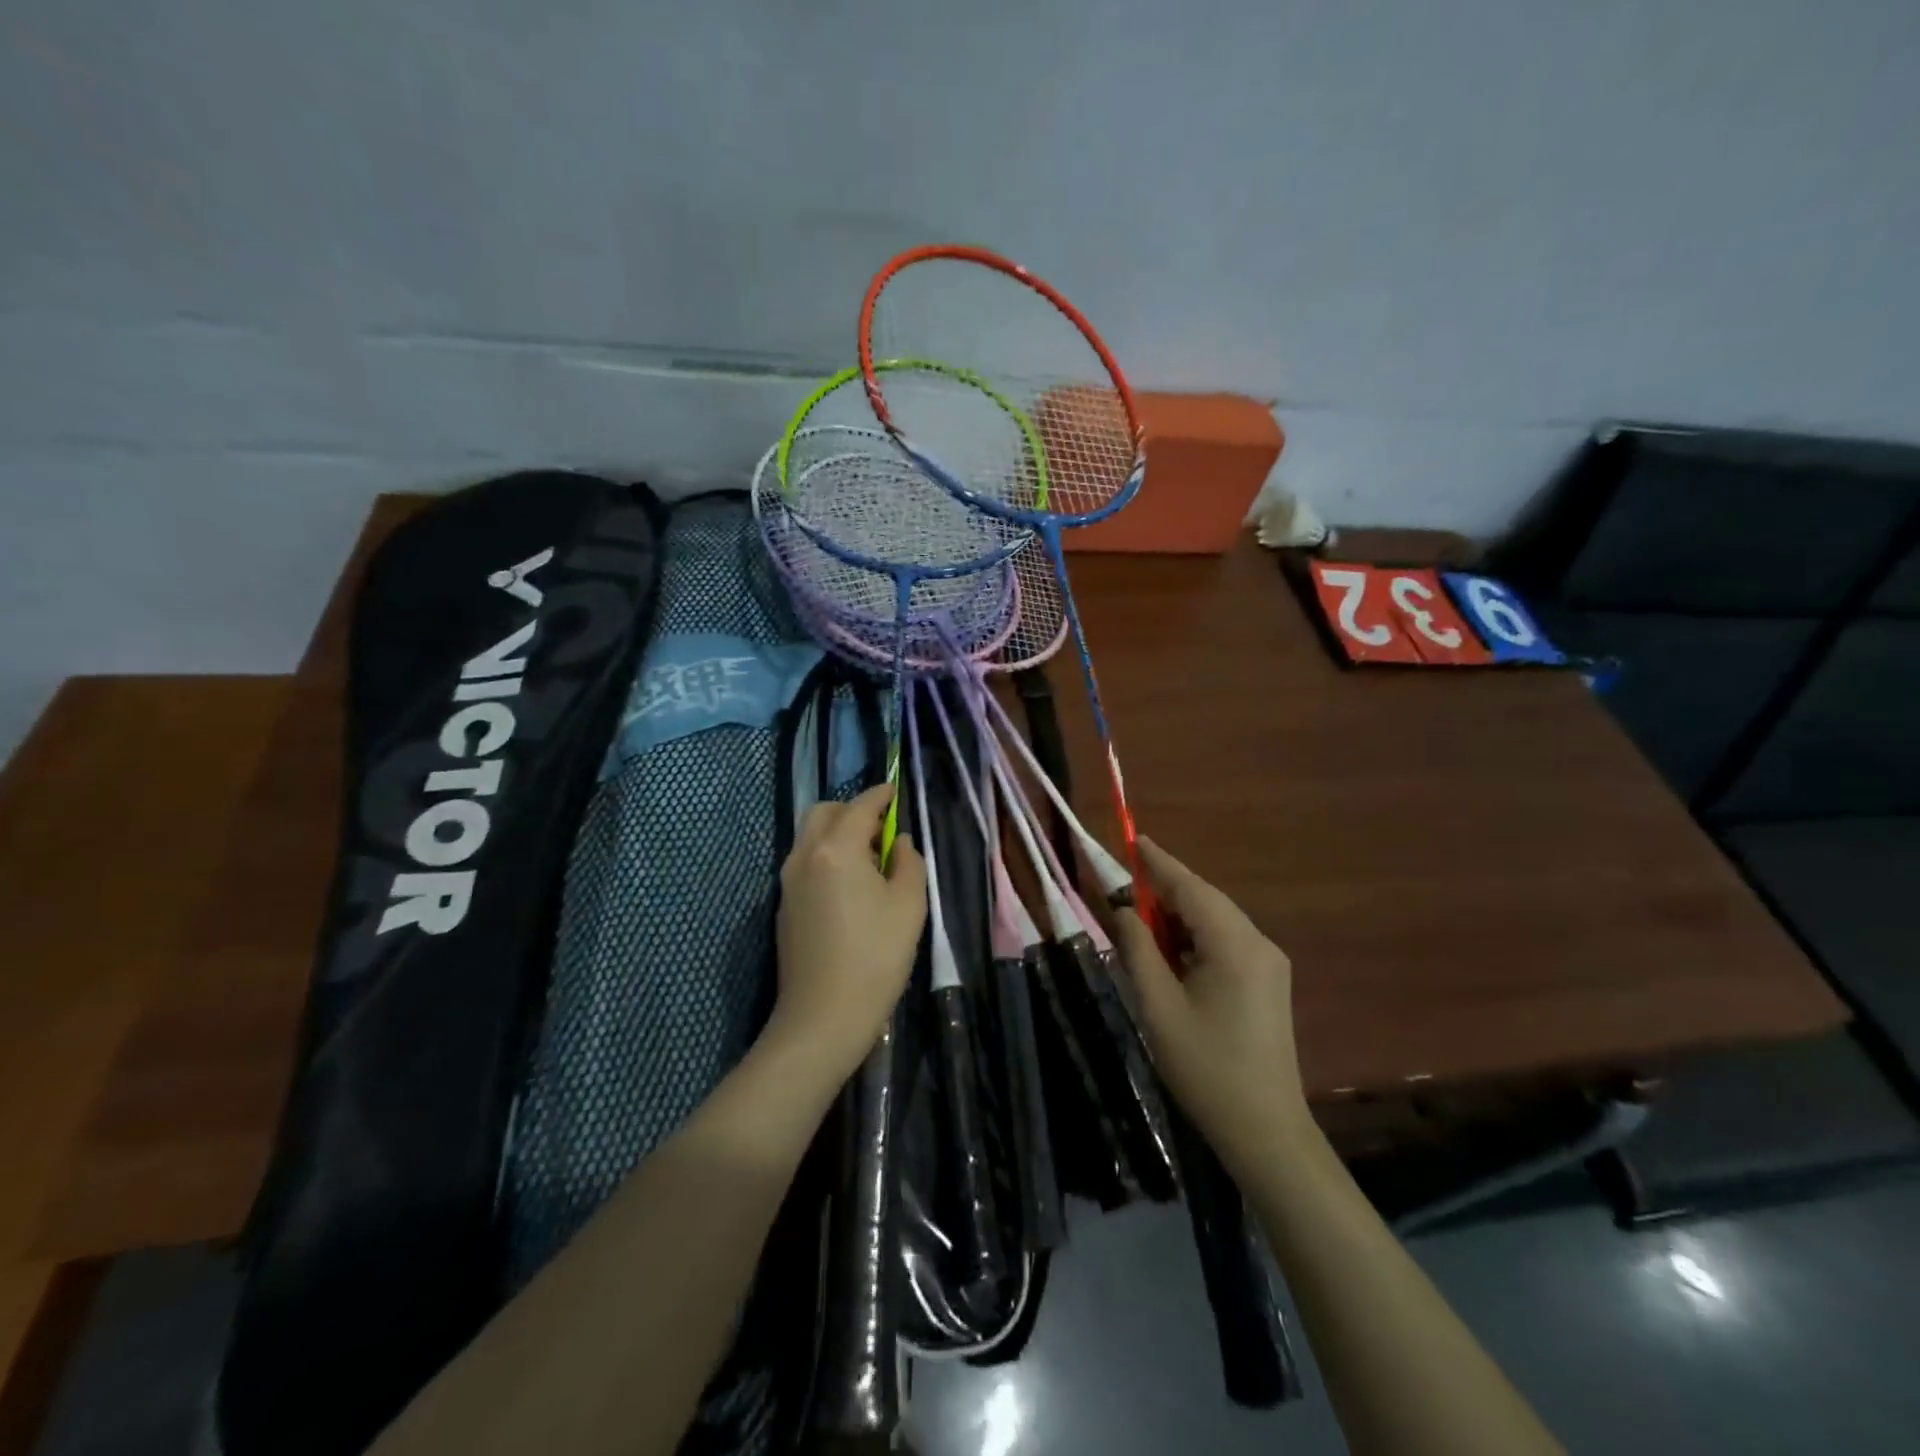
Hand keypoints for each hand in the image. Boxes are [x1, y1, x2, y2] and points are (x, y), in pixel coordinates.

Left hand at [771, 784, 927, 1077]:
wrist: (822, 1017)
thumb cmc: (875, 957)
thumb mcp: (908, 905)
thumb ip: (908, 862)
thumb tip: (898, 843)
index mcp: (835, 849)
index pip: (859, 806)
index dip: (880, 795)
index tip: (895, 790)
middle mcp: (803, 856)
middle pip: (824, 812)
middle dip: (852, 810)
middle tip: (881, 830)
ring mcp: (787, 882)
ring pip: (809, 837)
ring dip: (837, 834)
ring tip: (869, 860)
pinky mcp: (783, 906)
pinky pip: (805, 863)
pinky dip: (826, 857)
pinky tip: (849, 886)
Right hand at [1113, 836, 1309, 1177]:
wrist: (1265, 1130)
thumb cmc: (1205, 1068)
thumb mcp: (1158, 1006)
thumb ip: (1138, 949)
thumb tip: (1124, 910)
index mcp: (1235, 945)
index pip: (1191, 888)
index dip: (1159, 863)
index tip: (1133, 839)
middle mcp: (1258, 943)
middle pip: (1206, 900)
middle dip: (1166, 891)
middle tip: (1125, 890)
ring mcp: (1268, 962)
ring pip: (1216, 920)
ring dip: (1179, 916)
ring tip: (1141, 922)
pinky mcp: (1268, 981)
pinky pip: (1226, 941)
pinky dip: (1196, 936)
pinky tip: (1172, 951)